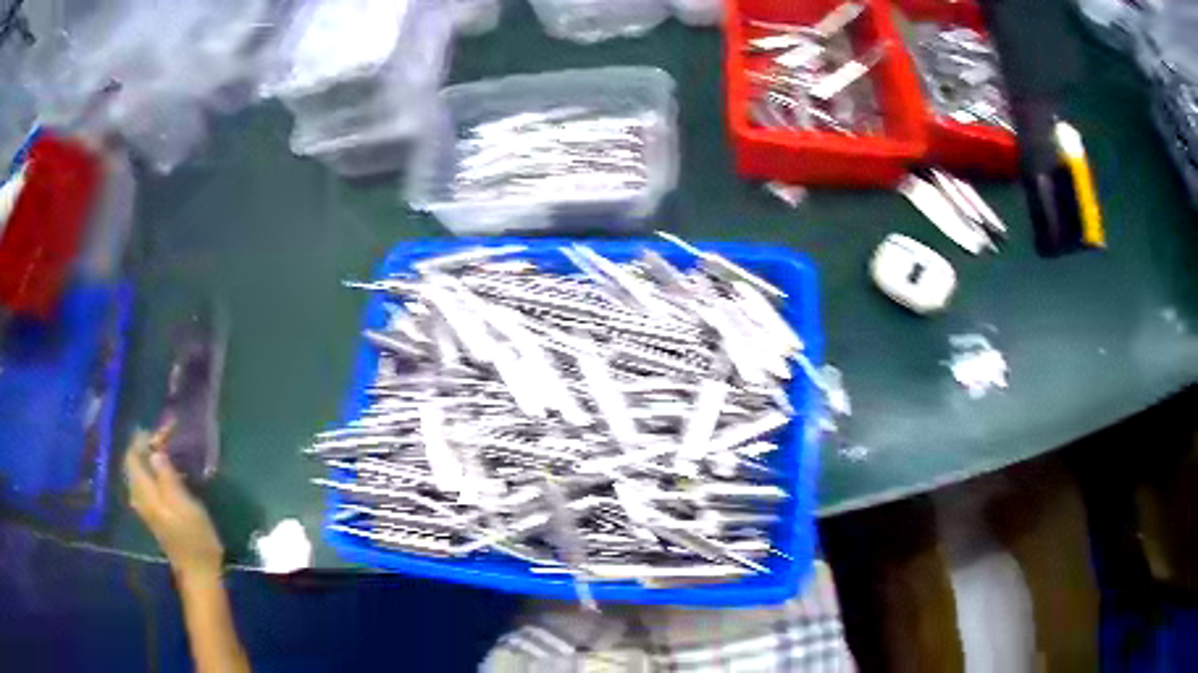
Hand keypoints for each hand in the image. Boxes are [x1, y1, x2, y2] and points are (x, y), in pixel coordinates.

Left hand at [125, 424, 223, 580]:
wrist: (198, 573)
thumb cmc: (195, 538)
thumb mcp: (185, 505)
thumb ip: (167, 476)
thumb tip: (155, 452)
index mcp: (144, 492)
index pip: (132, 454)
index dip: (145, 437)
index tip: (164, 428)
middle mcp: (139, 496)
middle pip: (134, 461)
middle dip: (147, 444)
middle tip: (168, 434)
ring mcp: (145, 506)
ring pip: (140, 471)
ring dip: (151, 456)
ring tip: (169, 447)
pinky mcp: (153, 513)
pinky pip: (146, 482)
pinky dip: (154, 469)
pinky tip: (168, 470)